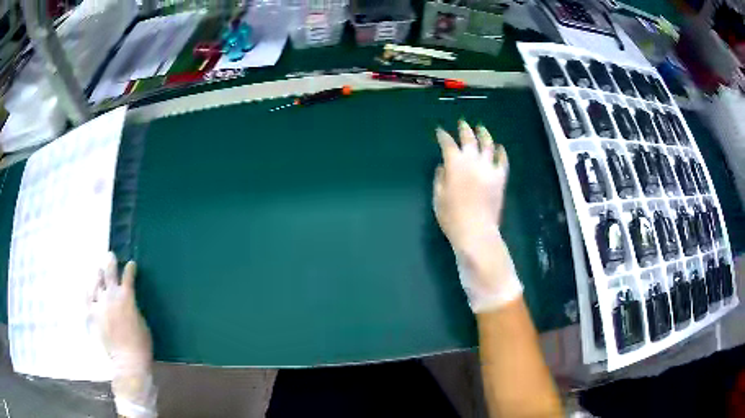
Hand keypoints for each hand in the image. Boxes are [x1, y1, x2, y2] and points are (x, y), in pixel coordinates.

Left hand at [90, 253, 156, 417]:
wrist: (127, 361)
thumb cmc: (141, 343)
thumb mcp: (142, 322)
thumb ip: (133, 307)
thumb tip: (129, 301)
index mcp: (126, 297)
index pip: (128, 276)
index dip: (130, 269)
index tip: (131, 265)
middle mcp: (111, 296)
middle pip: (109, 274)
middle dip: (110, 263)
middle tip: (110, 256)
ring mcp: (100, 304)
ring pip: (96, 283)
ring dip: (98, 275)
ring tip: (98, 271)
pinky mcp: (92, 314)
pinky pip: (87, 298)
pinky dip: (87, 291)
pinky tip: (88, 287)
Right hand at [433, 120, 508, 253]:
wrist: (476, 231)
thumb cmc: (452, 217)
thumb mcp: (438, 197)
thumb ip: (440, 178)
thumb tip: (443, 166)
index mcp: (455, 164)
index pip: (447, 144)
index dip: (443, 136)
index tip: (440, 131)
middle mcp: (473, 161)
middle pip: (469, 139)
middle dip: (464, 129)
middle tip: (462, 123)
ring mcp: (489, 168)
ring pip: (488, 145)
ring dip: (484, 134)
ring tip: (481, 128)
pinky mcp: (500, 178)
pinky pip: (503, 161)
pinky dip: (501, 152)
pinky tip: (499, 147)